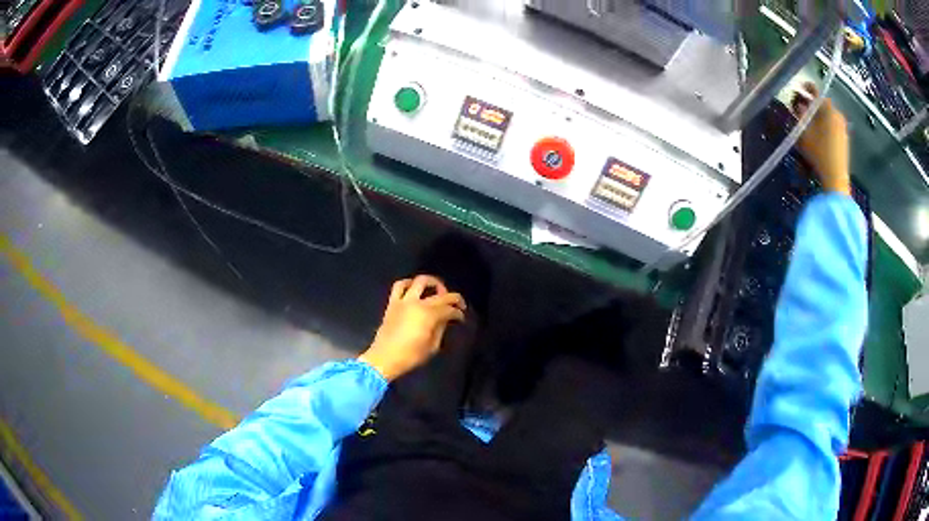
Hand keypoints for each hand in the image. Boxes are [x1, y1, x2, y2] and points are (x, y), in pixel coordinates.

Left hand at [359, 275, 466, 380]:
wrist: (384, 358)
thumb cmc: (410, 356)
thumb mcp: (432, 347)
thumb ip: (440, 330)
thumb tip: (446, 320)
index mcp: (429, 316)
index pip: (449, 309)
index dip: (458, 313)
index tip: (461, 318)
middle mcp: (418, 303)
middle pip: (440, 295)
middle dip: (453, 298)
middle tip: (458, 304)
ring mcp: (404, 301)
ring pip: (420, 281)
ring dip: (433, 282)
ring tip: (438, 289)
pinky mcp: (392, 302)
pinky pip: (399, 286)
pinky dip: (408, 283)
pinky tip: (414, 287)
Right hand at [792, 82, 851, 194]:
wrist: (836, 178)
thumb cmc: (819, 153)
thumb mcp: (803, 133)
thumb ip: (800, 116)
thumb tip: (798, 106)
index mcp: (827, 108)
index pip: (815, 90)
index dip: (806, 86)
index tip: (799, 87)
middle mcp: (836, 114)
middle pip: (822, 103)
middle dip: (811, 103)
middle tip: (801, 107)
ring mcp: (842, 127)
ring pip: (827, 114)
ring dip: (818, 115)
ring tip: (808, 121)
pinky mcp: (844, 139)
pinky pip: (832, 125)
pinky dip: (824, 124)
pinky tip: (818, 133)